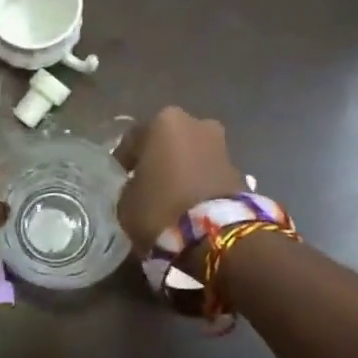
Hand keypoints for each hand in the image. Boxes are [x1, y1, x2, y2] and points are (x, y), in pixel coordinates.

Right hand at [114, 107, 246, 249]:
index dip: (124, 159)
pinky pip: (208, 172)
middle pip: (168, 141)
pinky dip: (199, 182)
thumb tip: (139, 186)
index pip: (133, 138)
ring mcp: (222, 145)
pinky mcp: (239, 170)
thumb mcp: (126, 200)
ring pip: (192, 154)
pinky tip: (190, 202)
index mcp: (164, 122)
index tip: (119, 176)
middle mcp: (196, 124)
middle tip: (147, 181)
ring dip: (182, 168)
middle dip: (159, 158)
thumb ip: (131, 185)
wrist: (216, 235)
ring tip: (170, 194)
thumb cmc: (161, 208)